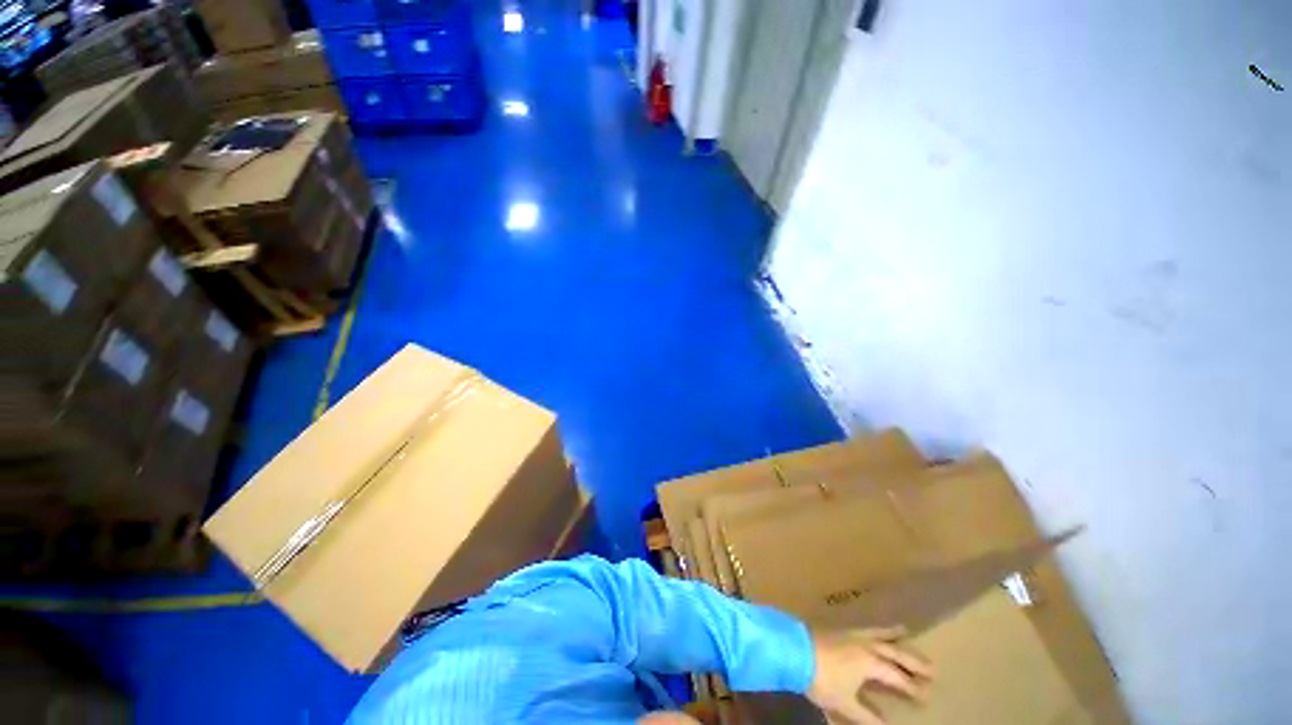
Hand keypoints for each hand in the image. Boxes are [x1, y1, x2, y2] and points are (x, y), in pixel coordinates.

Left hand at [806, 626, 932, 724]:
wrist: (795, 649)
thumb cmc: (822, 678)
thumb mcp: (846, 703)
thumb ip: (867, 716)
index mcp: (870, 662)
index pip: (897, 677)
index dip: (912, 688)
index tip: (926, 697)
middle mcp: (866, 645)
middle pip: (894, 652)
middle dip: (913, 661)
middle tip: (933, 668)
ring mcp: (852, 634)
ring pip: (879, 634)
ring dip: (895, 636)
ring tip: (907, 632)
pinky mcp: (839, 628)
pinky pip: (865, 627)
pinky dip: (876, 628)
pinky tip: (874, 628)